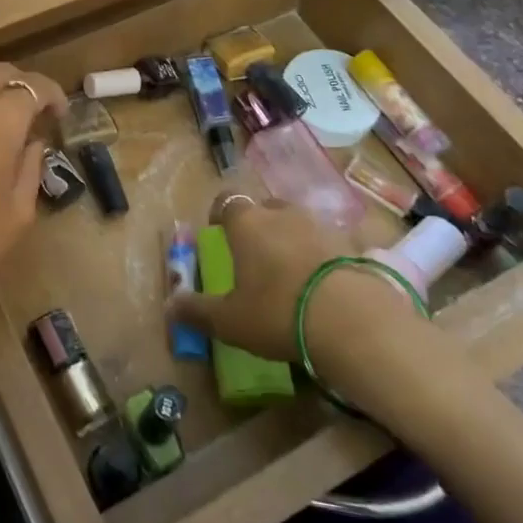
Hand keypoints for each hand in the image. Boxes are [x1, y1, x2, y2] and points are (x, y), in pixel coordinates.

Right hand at [168, 193, 422, 365]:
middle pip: (265, 208)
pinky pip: (329, 243)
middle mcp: (282, 214)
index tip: (219, 232)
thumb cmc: (277, 312)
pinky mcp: (353, 244)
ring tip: (290, 270)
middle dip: (258, 224)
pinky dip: (323, 255)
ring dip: (292, 238)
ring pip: (299, 222)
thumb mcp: (229, 320)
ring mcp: (321, 225)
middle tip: (255, 254)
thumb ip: (197, 310)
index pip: (227, 202)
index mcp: (247, 223)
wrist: (353, 320)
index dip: (221, 214)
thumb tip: (169, 305)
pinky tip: (323, 282)